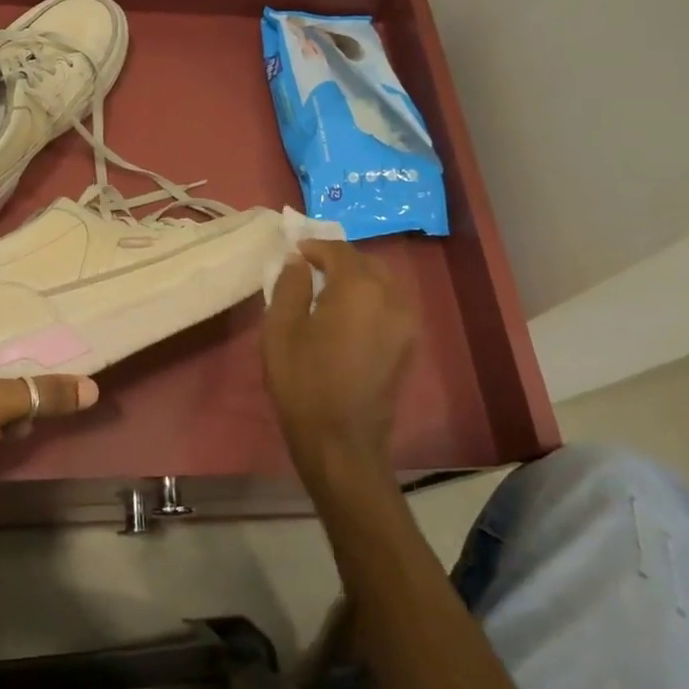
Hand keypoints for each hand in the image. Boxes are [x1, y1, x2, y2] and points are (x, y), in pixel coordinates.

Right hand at [261, 240, 415, 493]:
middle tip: (307, 270)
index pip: (338, 250)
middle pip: (365, 263)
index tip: (293, 252)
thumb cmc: (303, 382)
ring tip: (325, 292)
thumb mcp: (280, 329)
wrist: (341, 441)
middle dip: (337, 260)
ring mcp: (405, 323)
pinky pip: (389, 305)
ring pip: (381, 283)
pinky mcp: (408, 345)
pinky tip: (345, 316)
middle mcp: (391, 298)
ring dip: (355, 278)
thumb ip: (289, 285)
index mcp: (359, 288)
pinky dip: (368, 299)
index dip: (314, 246)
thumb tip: (299, 261)